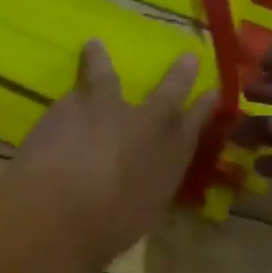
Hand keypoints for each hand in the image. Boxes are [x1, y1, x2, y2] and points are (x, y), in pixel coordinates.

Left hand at [7, 41, 216, 263]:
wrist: (58, 210)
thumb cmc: (109, 226)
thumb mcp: (144, 211)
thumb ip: (149, 187)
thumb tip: (145, 180)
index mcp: (172, 153)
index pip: (196, 123)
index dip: (205, 107)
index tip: (213, 92)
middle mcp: (145, 122)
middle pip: (167, 91)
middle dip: (179, 75)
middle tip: (187, 58)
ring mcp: (104, 107)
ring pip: (104, 75)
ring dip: (100, 60)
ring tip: (94, 46)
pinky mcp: (65, 106)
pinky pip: (70, 97)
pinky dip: (69, 101)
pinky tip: (60, 106)